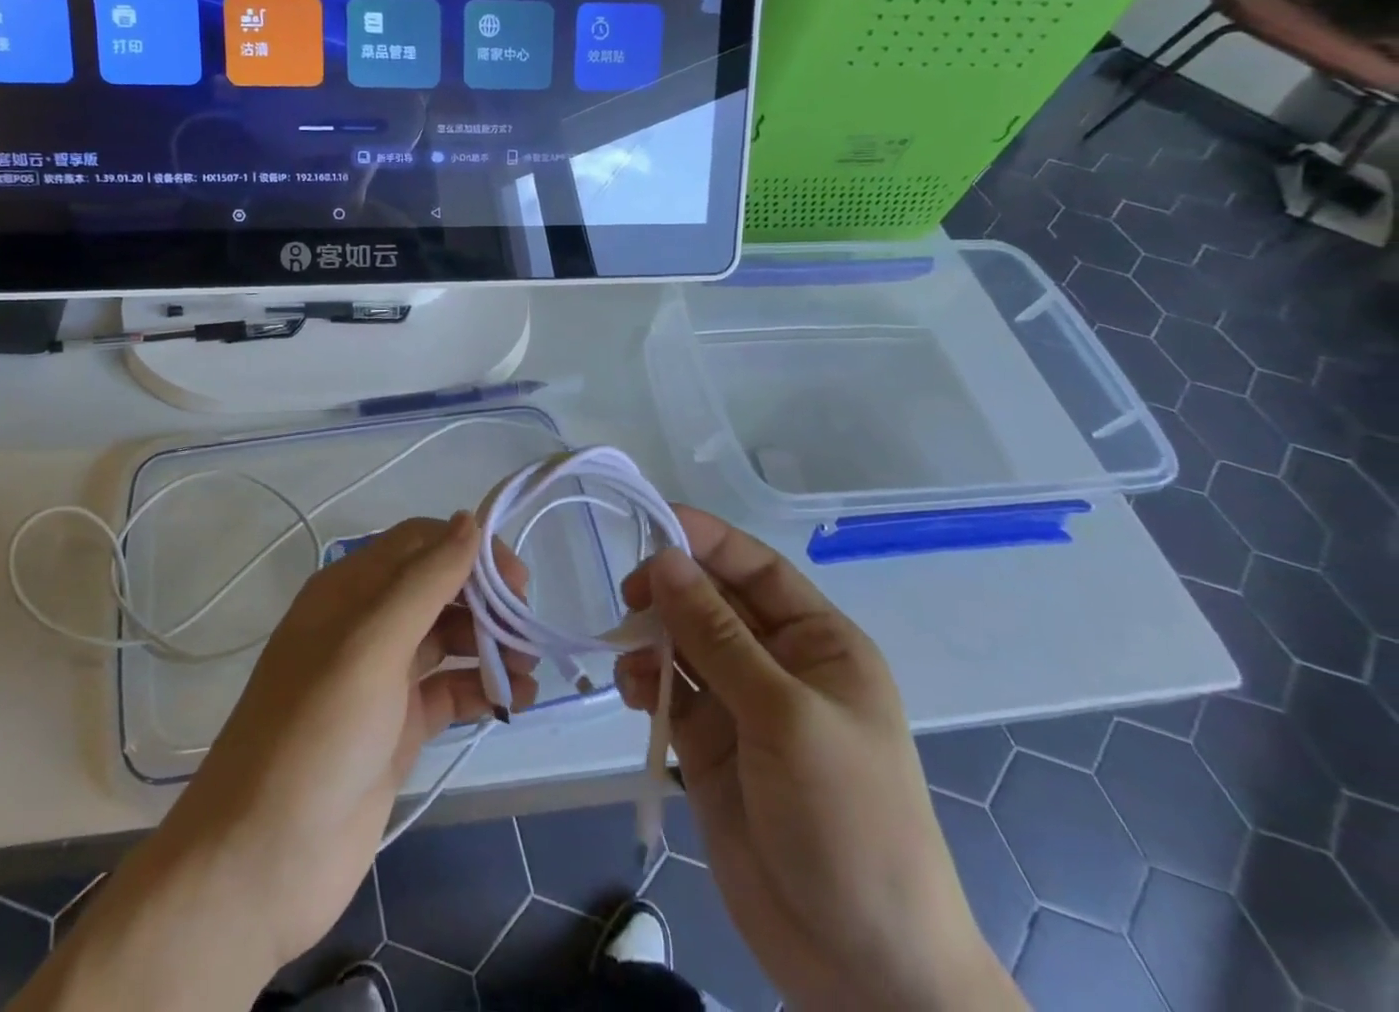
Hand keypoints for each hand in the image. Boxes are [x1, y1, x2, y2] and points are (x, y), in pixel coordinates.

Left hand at [180, 513, 536, 959]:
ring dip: (490, 645)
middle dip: (486, 600)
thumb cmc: (316, 734)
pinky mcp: (397, 727)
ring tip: (526, 672)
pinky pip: (449, 689)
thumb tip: (468, 521)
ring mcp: (382, 677)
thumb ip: (424, 581)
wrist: (262, 861)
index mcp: (350, 590)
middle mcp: (366, 624)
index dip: (470, 550)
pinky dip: (481, 688)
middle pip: (438, 588)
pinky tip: (513, 700)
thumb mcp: (370, 645)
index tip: (516, 581)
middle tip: (527, 631)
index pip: (420, 544)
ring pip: (447, 638)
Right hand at [615, 508, 1024, 1011]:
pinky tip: (632, 693)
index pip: (756, 568)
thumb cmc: (847, 821)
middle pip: (712, 600)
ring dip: (651, 639)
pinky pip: (668, 692)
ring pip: (682, 643)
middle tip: (628, 598)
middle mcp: (778, 664)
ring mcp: (741, 706)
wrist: (862, 968)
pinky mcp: (709, 747)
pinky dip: (644, 682)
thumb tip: (664, 558)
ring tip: (629, 659)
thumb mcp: (784, 716)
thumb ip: (717, 635)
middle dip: (669, 591)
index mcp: (818, 643)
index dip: (706, 540)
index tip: (650, 522)